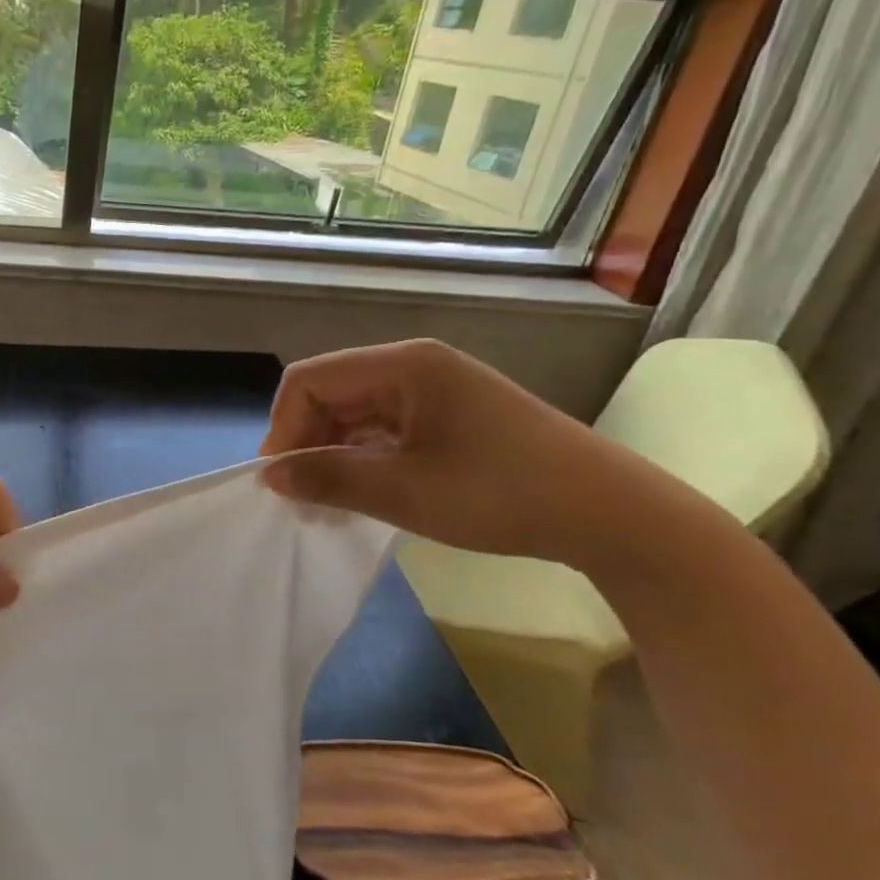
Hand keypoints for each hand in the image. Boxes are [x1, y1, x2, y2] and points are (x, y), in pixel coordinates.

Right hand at [260, 339, 635, 565]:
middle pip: (330, 392)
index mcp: (403, 365)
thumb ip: (329, 478)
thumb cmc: (501, 494)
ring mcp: (434, 388)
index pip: (310, 380)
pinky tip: (362, 491)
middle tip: (301, 497)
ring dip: (332, 452)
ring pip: (354, 412)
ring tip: (328, 502)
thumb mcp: (404, 491)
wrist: (609, 514)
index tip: (280, 480)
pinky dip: (363, 456)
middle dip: (306, 442)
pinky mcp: (448, 413)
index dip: (284, 427)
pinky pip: (383, 426)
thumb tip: (270, 475)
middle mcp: (414, 365)